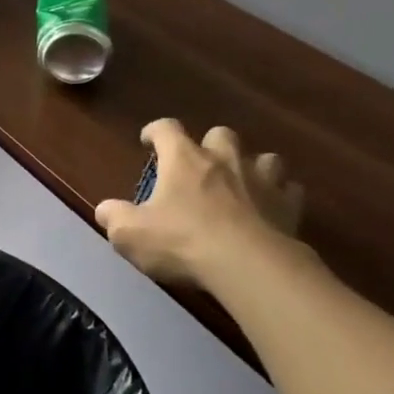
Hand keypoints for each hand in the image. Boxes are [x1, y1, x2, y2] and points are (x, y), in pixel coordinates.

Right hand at [95, 119, 310, 287]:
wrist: (247, 265)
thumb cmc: (183, 242)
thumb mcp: (131, 235)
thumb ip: (114, 218)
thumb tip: (104, 210)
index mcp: (184, 159)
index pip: (166, 128)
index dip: (156, 131)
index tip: (149, 140)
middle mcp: (224, 159)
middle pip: (220, 134)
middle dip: (211, 145)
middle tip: (202, 165)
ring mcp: (261, 179)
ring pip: (264, 157)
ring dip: (253, 167)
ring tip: (244, 184)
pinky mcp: (288, 205)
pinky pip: (290, 191)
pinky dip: (281, 196)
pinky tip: (273, 210)